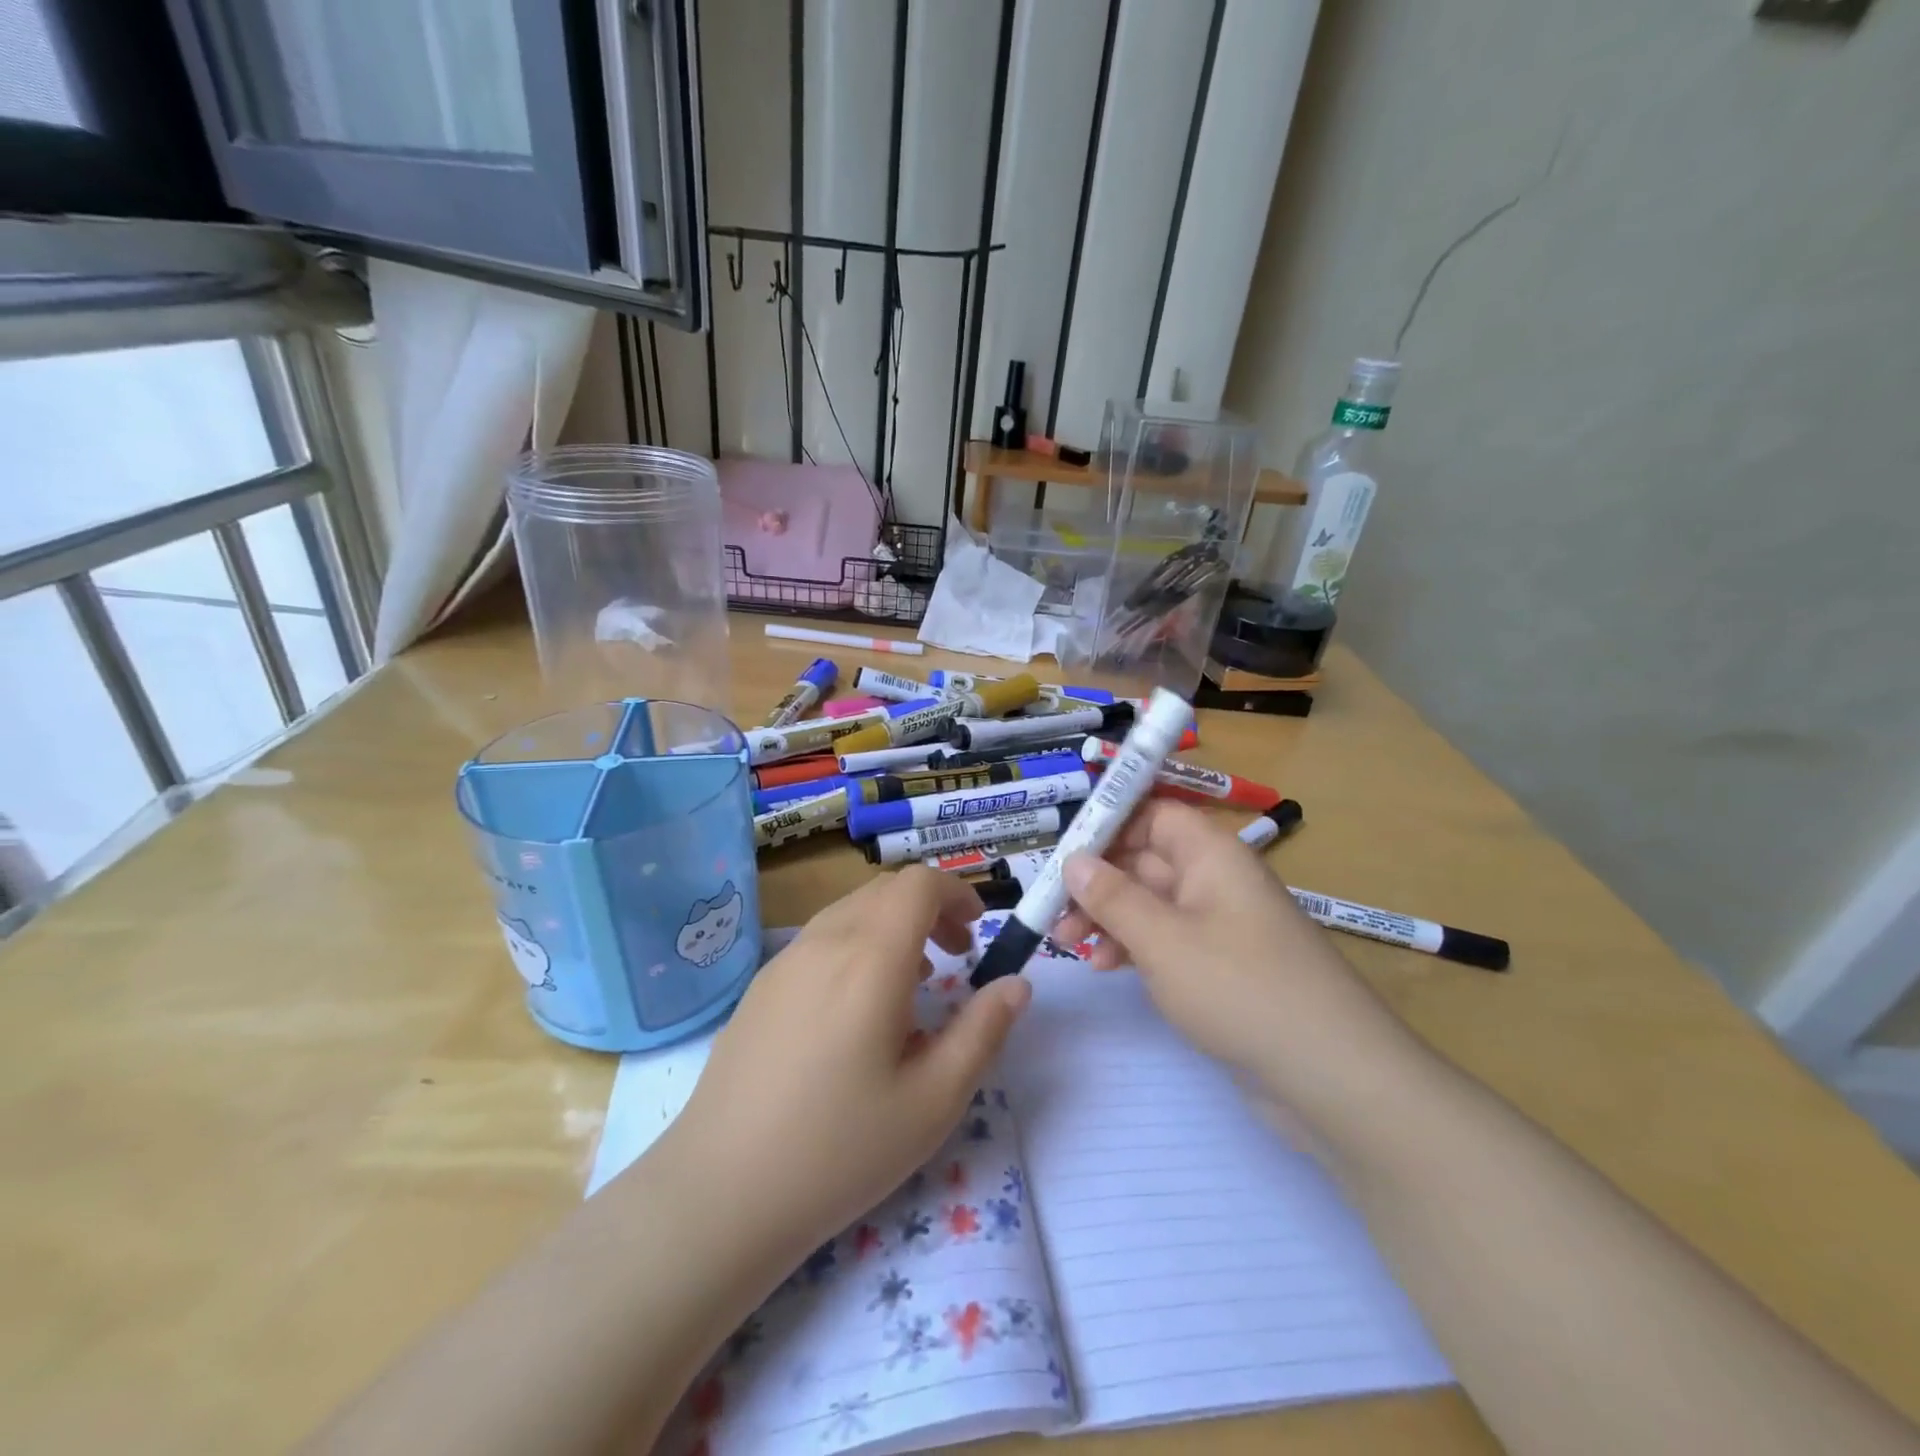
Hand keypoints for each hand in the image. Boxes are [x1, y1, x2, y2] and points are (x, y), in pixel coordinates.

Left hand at [672, 868, 1029, 1270]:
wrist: (720, 1192)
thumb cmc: (840, 1148)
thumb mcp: (934, 1100)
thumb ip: (983, 1031)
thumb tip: (1017, 983)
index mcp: (870, 959)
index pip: (918, 884)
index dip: (956, 893)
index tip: (977, 931)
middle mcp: (825, 942)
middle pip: (885, 891)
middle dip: (930, 909)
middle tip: (955, 958)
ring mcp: (784, 961)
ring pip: (851, 911)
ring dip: (893, 927)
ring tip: (912, 984)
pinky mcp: (760, 986)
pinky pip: (820, 940)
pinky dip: (856, 945)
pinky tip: (857, 1009)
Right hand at [1051, 800, 1423, 1120]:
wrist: (1332, 1075)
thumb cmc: (1240, 988)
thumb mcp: (1163, 939)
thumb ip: (1112, 897)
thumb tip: (1075, 861)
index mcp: (1211, 854)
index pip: (1153, 813)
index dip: (1108, 825)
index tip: (1063, 854)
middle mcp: (1215, 879)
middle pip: (1145, 859)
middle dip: (1096, 882)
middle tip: (1053, 913)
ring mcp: (1220, 925)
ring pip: (1150, 903)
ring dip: (1108, 917)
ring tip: (1069, 946)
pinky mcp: (1221, 966)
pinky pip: (1166, 940)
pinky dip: (1133, 947)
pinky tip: (1105, 968)